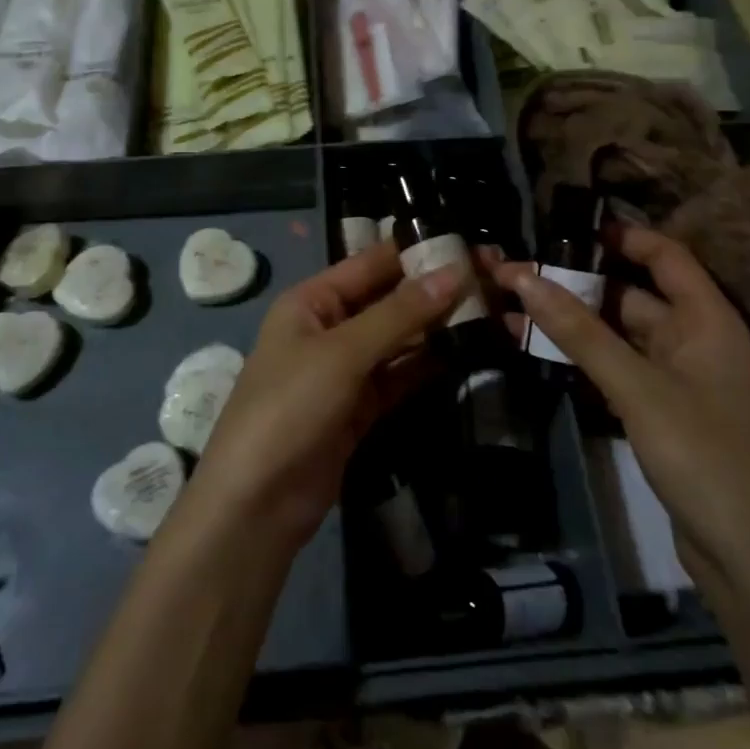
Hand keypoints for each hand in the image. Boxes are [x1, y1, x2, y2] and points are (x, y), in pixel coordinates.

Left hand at [190, 244, 462, 553]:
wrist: (257, 504)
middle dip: (434, 292)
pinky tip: (468, 353)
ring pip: (399, 340)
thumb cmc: (290, 407)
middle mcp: (329, 328)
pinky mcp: (360, 408)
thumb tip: (455, 272)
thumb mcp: (342, 353)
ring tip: (493, 312)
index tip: (469, 244)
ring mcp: (345, 370)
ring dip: (438, 329)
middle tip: (492, 279)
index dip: (417, 253)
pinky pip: (400, 376)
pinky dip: (429, 366)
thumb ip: (399, 314)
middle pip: (388, 301)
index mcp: (312, 301)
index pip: (371, 264)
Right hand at [493, 225, 749, 589]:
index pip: (665, 255)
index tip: (566, 226)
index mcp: (707, 319)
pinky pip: (616, 367)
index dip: (621, 235)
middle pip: (631, 294)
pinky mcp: (661, 411)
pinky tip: (538, 350)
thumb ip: (579, 332)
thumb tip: (524, 276)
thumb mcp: (638, 387)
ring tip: (512, 306)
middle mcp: (694, 339)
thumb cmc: (705, 457)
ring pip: (617, 333)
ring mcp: (677, 377)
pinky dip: (580, 356)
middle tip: (517, 271)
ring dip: (571, 322)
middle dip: (576, 282)